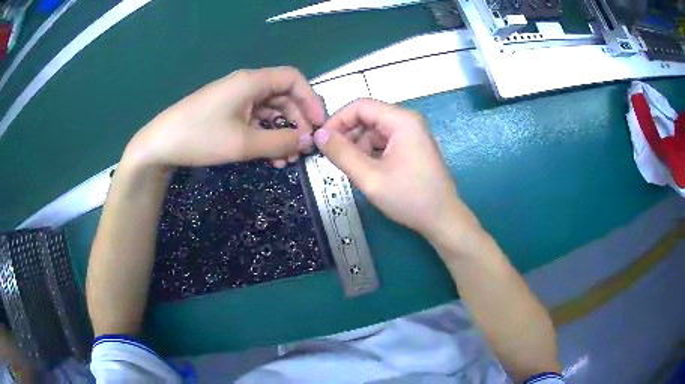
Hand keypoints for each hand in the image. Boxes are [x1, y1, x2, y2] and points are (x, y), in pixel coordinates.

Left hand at [124, 67, 324, 168]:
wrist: (160, 145)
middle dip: (297, 121)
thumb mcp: (243, 143)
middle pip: (283, 96)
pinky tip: (269, 157)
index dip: (310, 99)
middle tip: (303, 148)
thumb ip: (280, 142)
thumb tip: (307, 142)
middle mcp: (246, 85)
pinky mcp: (226, 112)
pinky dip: (265, 135)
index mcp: (252, 82)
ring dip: (281, 133)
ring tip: (286, 161)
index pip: (293, 79)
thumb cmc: (200, 137)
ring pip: (269, 111)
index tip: (318, 125)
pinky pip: (254, 120)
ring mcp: (235, 99)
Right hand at [313, 99, 472, 237]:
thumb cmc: (409, 197)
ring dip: (358, 145)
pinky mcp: (412, 146)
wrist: (442, 218)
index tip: (322, 140)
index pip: (360, 106)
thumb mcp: (370, 177)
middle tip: (332, 157)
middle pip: (368, 117)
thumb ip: (341, 153)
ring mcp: (412, 134)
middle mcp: (408, 121)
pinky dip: (370, 152)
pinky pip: (384, 141)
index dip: (337, 120)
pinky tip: (365, 170)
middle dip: (347, 134)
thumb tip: (319, 134)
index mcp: (402, 120)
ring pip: (374, 130)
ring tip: (350, 167)